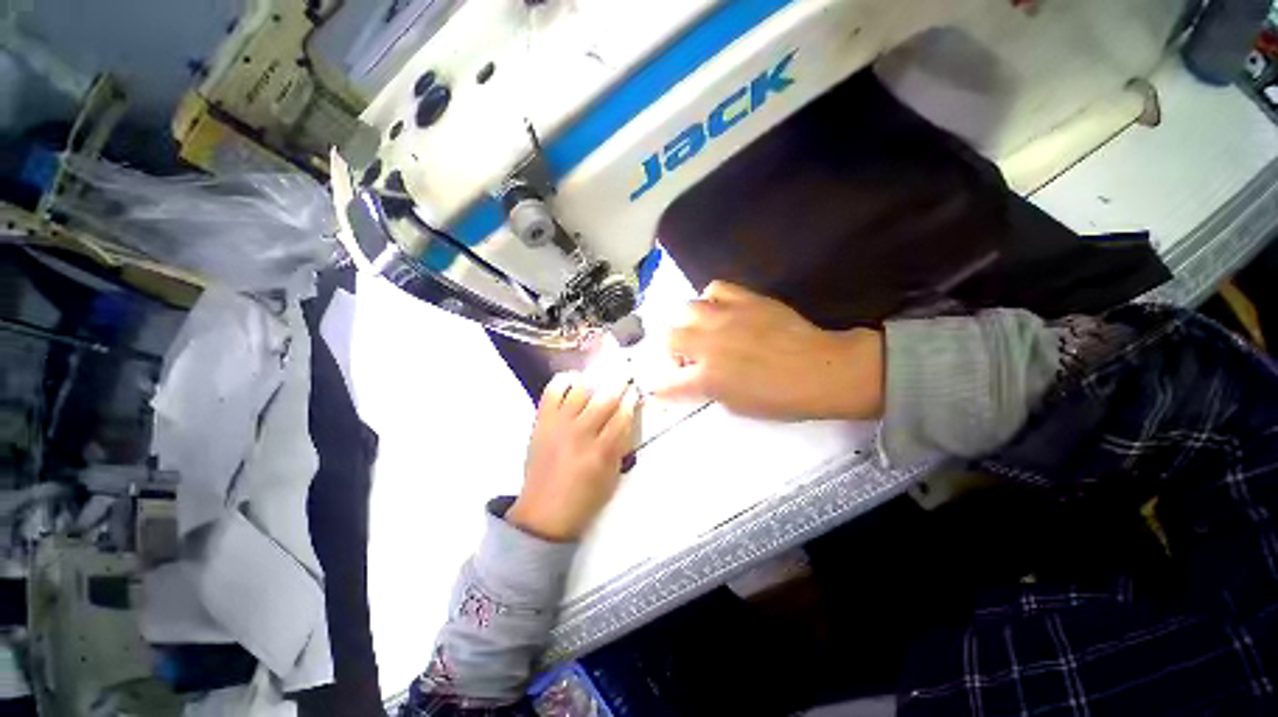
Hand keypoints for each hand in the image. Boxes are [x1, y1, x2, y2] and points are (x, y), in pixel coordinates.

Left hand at [508, 373, 639, 541]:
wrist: (543, 513)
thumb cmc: (583, 498)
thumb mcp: (612, 475)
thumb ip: (621, 444)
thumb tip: (627, 414)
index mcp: (601, 452)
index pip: (622, 415)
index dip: (631, 399)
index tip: (635, 391)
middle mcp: (580, 434)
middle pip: (605, 398)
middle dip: (618, 384)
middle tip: (623, 378)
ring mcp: (559, 425)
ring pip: (581, 389)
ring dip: (595, 380)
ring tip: (599, 380)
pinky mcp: (542, 421)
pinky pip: (553, 390)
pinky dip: (565, 380)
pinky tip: (574, 382)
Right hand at [654, 281, 884, 420]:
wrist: (822, 370)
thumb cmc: (782, 398)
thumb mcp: (738, 407)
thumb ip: (710, 391)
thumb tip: (698, 379)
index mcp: (708, 378)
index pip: (668, 384)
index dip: (661, 389)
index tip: (660, 390)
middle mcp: (709, 344)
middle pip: (669, 337)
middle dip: (672, 350)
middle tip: (688, 357)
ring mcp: (725, 317)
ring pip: (685, 308)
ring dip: (688, 323)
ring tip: (701, 330)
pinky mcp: (745, 299)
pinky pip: (715, 288)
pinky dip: (711, 299)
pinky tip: (720, 310)